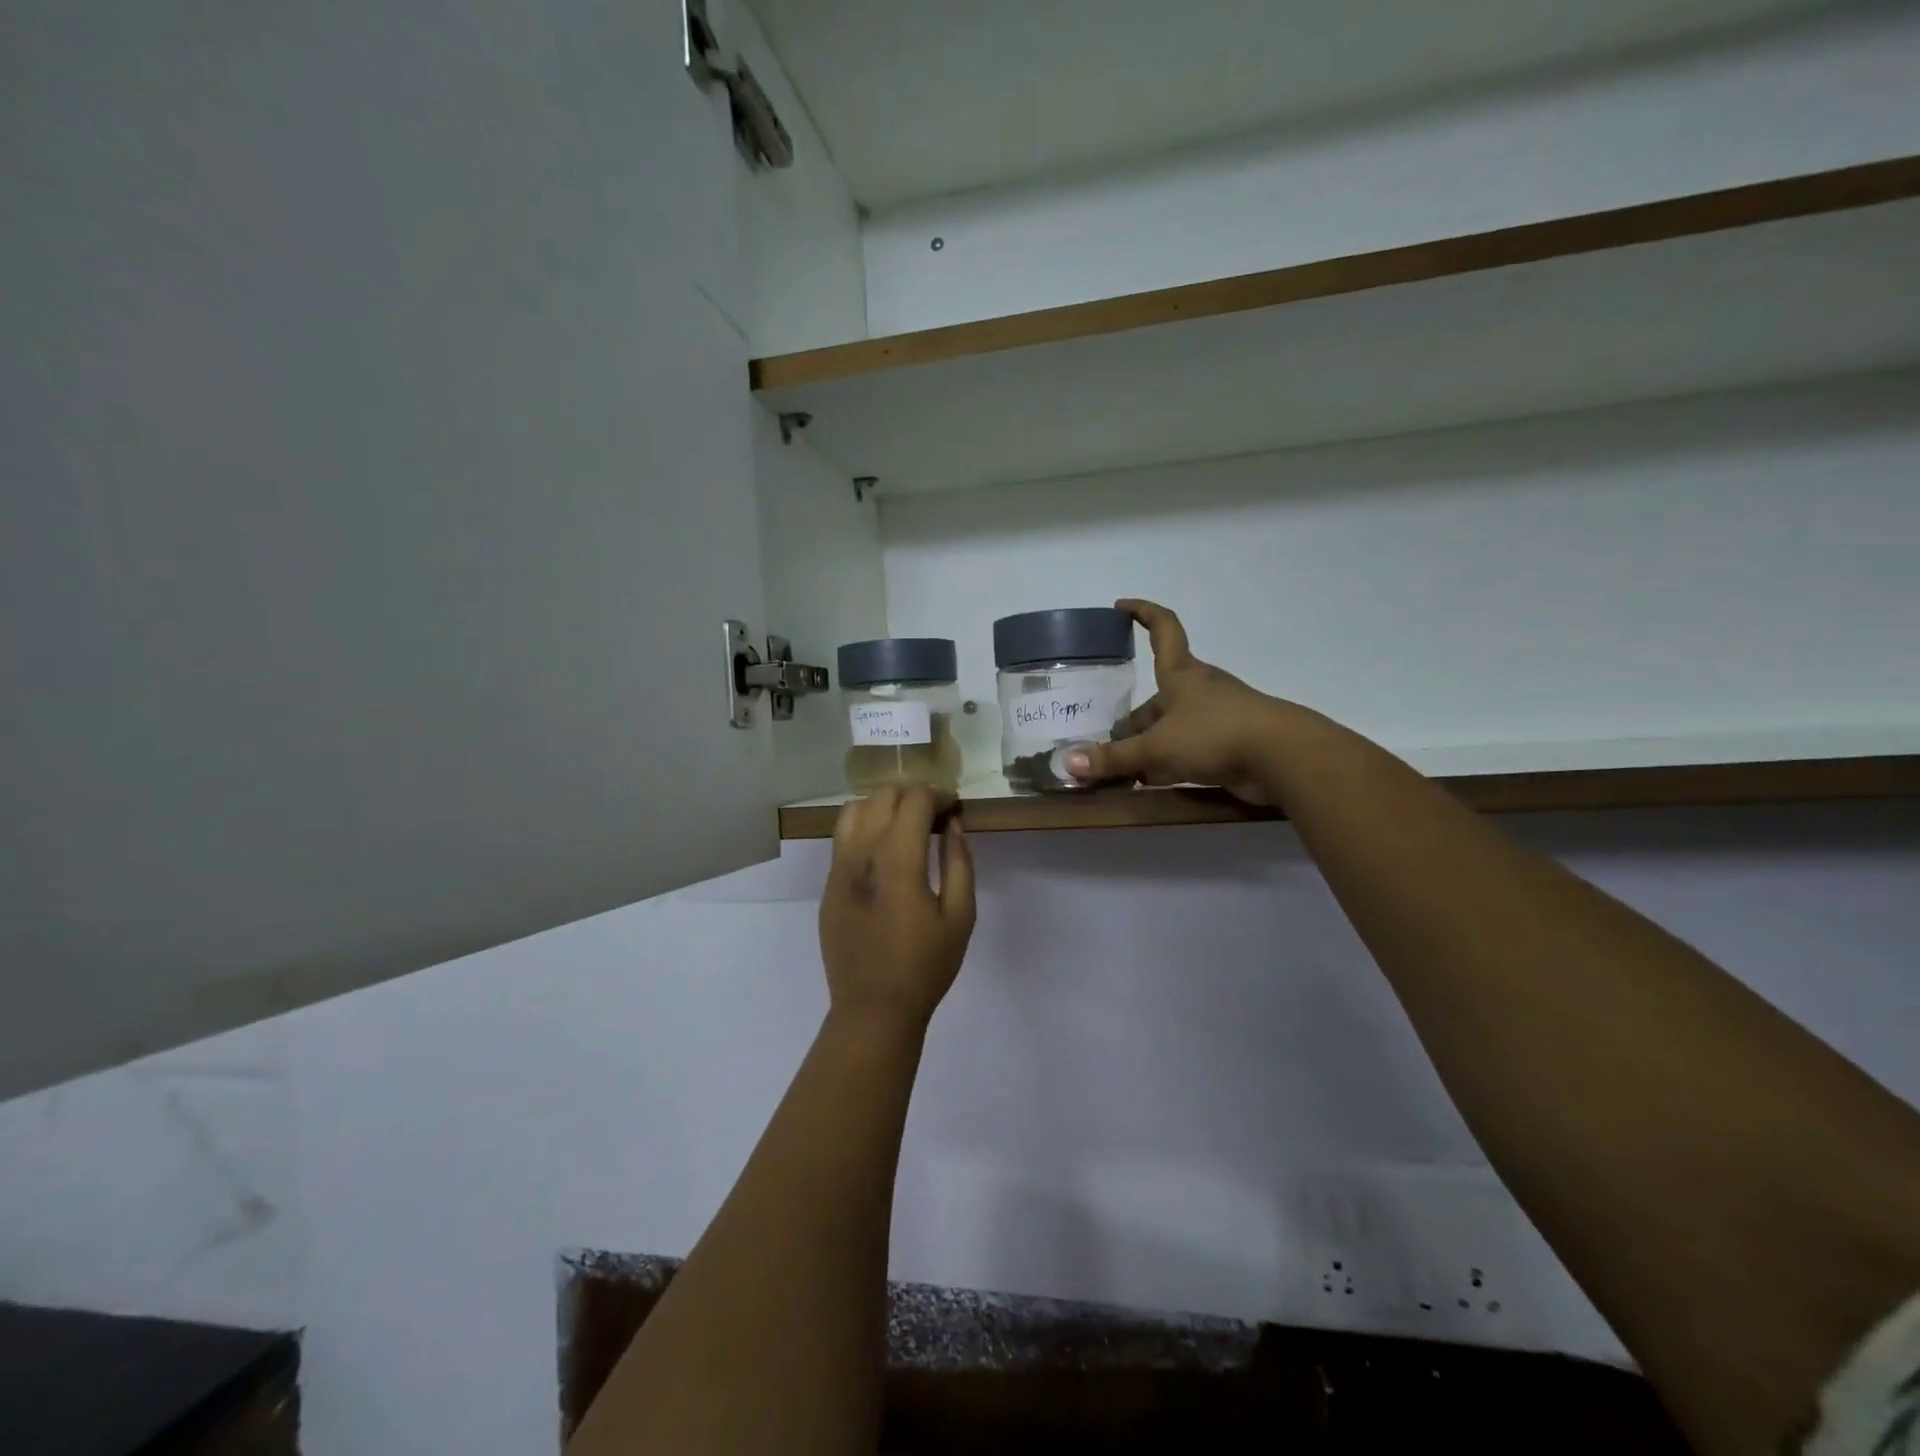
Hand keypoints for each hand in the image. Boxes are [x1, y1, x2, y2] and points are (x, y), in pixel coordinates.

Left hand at [820, 784, 975, 1032]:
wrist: (873, 1009)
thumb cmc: (925, 966)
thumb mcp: (960, 916)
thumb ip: (959, 862)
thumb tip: (953, 824)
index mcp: (897, 859)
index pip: (914, 800)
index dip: (938, 795)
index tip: (953, 809)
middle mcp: (861, 853)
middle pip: (882, 795)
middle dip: (912, 795)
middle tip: (934, 816)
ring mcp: (838, 867)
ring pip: (854, 809)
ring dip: (882, 806)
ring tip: (904, 827)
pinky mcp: (827, 884)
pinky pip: (841, 837)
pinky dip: (863, 827)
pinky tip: (882, 852)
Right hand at [1065, 599, 1295, 804]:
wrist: (1283, 758)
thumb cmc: (1214, 734)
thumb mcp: (1157, 747)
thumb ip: (1115, 758)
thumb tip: (1070, 764)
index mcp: (1182, 674)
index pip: (1164, 628)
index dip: (1143, 613)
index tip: (1121, 606)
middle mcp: (1199, 690)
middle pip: (1158, 696)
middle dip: (1132, 719)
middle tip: (1105, 743)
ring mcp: (1217, 717)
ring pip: (1172, 726)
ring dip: (1148, 745)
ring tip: (1122, 769)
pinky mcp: (1230, 745)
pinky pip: (1189, 750)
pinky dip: (1168, 763)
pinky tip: (1151, 783)